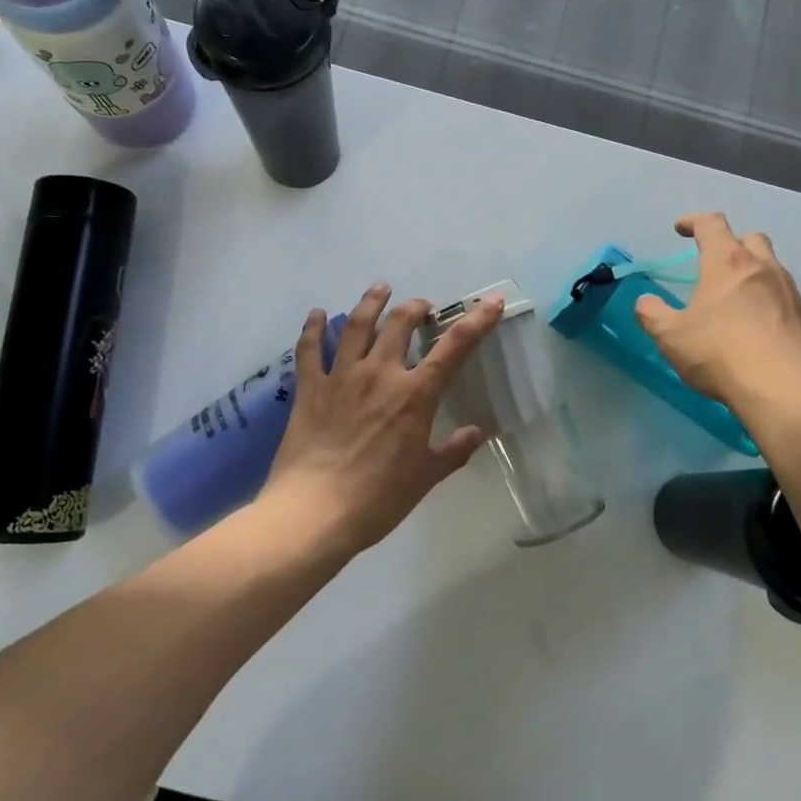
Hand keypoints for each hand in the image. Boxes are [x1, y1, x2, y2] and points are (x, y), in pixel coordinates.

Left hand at [264, 283, 504, 554]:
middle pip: (400, 324)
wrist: (314, 513)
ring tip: (380, 288)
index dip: (477, 321)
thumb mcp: (424, 478)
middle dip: (416, 307)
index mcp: (415, 395)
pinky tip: (317, 314)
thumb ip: (453, 451)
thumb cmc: (377, 500)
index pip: (454, 348)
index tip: (491, 302)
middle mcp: (380, 374)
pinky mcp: (310, 388)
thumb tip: (477, 433)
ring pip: (357, 325)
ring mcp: (341, 377)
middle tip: (422, 307)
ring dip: (371, 302)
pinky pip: (310, 350)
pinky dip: (313, 328)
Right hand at [634, 213, 800, 434]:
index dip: (693, 221)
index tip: (680, 229)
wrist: (786, 389)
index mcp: (727, 262)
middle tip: (713, 265)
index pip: (711, 224)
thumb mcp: (671, 336)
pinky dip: (769, 302)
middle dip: (730, 244)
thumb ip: (652, 314)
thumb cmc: (720, 353)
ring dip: (752, 273)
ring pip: (771, 267)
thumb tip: (645, 302)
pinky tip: (758, 328)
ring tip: (736, 300)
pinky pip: (785, 297)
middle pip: (749, 238)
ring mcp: (790, 291)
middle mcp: (763, 267)